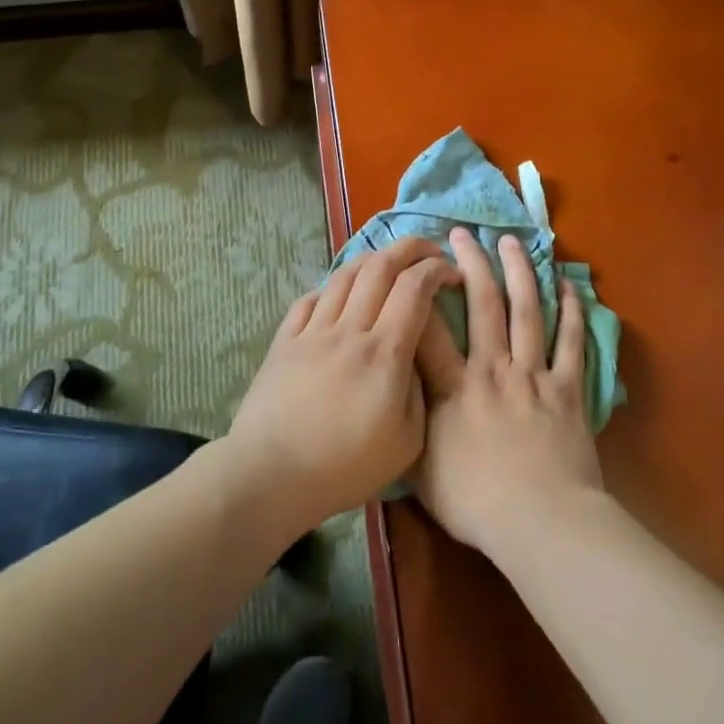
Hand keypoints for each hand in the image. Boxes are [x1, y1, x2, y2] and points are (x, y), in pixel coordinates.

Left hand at [224, 236, 457, 535]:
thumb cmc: (345, 467)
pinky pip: (310, 299)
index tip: (451, 273)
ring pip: (344, 275)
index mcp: (384, 353)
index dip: (437, 269)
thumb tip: (414, 355)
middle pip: (379, 266)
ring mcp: (312, 331)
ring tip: (388, 264)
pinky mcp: (284, 341)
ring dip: (372, 259)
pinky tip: (340, 296)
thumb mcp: (406, 441)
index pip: (414, 288)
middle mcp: (348, 330)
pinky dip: (332, 287)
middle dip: (410, 248)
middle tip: (429, 251)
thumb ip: (418, 389)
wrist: (272, 475)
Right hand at [413, 227, 604, 556]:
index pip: (428, 329)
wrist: (542, 523)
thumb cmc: (476, 503)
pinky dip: (570, 313)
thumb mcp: (421, 472)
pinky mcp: (568, 390)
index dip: (418, 293)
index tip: (413, 265)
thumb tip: (393, 398)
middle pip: (482, 304)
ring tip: (511, 241)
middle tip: (463, 233)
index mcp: (454, 388)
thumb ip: (409, 428)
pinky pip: (570, 343)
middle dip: (471, 264)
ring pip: (526, 311)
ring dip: (518, 272)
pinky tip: (567, 286)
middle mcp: (492, 369)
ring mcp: (533, 375)